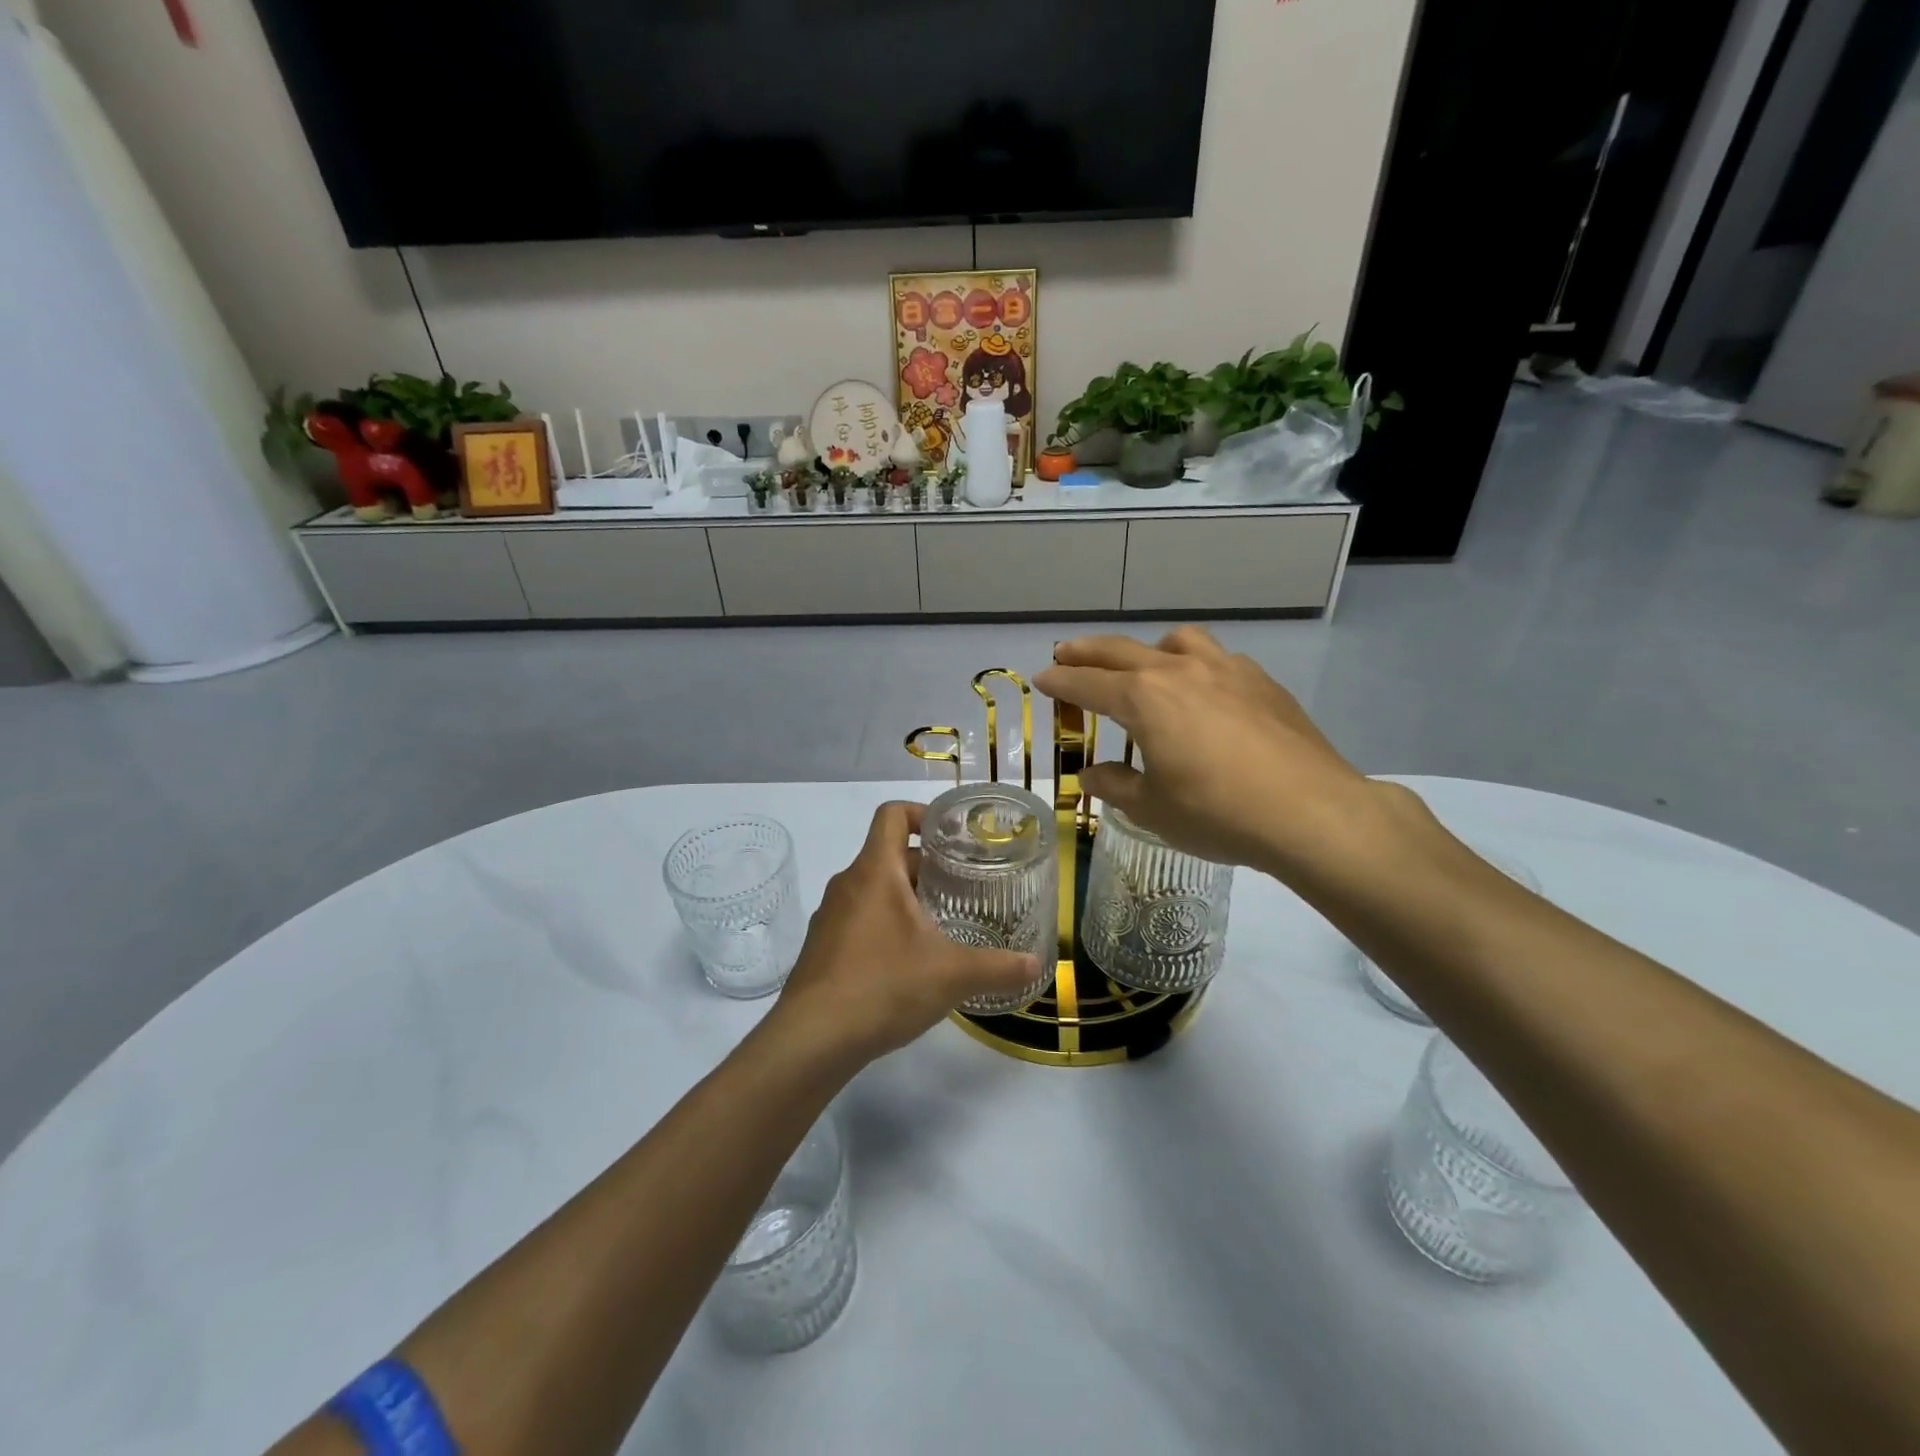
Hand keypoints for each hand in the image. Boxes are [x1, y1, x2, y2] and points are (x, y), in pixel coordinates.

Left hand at [768, 802, 1041, 1065]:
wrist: (811, 1040)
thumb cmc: (882, 987)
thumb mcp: (951, 975)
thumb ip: (998, 966)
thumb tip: (1036, 964)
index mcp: (875, 871)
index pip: (892, 814)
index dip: (923, 813)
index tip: (953, 835)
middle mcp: (847, 884)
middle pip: (888, 855)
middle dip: (927, 867)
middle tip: (964, 886)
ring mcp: (830, 917)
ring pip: (874, 890)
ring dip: (906, 898)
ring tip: (942, 924)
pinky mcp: (822, 949)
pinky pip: (859, 919)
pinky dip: (885, 925)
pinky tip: (909, 962)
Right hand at [1035, 628, 1382, 874]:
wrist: (1311, 812)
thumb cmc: (1218, 813)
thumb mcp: (1153, 809)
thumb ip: (1115, 786)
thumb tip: (1092, 774)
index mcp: (1144, 699)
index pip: (1088, 683)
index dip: (1060, 681)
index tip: (1042, 678)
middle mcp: (1180, 671)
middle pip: (1122, 650)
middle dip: (1088, 652)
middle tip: (1066, 653)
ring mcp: (1226, 670)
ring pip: (1177, 641)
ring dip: (1148, 648)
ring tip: (1143, 665)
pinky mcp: (1262, 682)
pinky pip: (1217, 659)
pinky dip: (1196, 665)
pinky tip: (1205, 692)